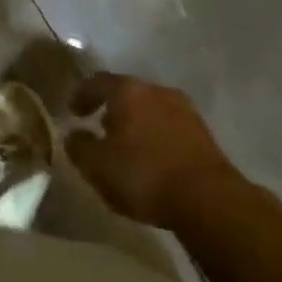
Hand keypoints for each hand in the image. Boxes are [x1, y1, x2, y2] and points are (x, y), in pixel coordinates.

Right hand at [66, 72, 236, 229]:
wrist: (209, 199)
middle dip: (111, 109)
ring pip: (150, 108)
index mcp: (127, 91)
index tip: (72, 111)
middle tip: (99, 129)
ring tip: (127, 147)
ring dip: (136, 123)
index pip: (97, 82)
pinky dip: (156, 136)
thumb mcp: (98, 167)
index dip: (82, 95)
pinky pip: (169, 126)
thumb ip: (79, 147)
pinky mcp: (202, 132)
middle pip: (126, 93)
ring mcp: (183, 109)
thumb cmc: (145, 176)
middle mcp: (155, 90)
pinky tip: (153, 158)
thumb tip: (73, 135)